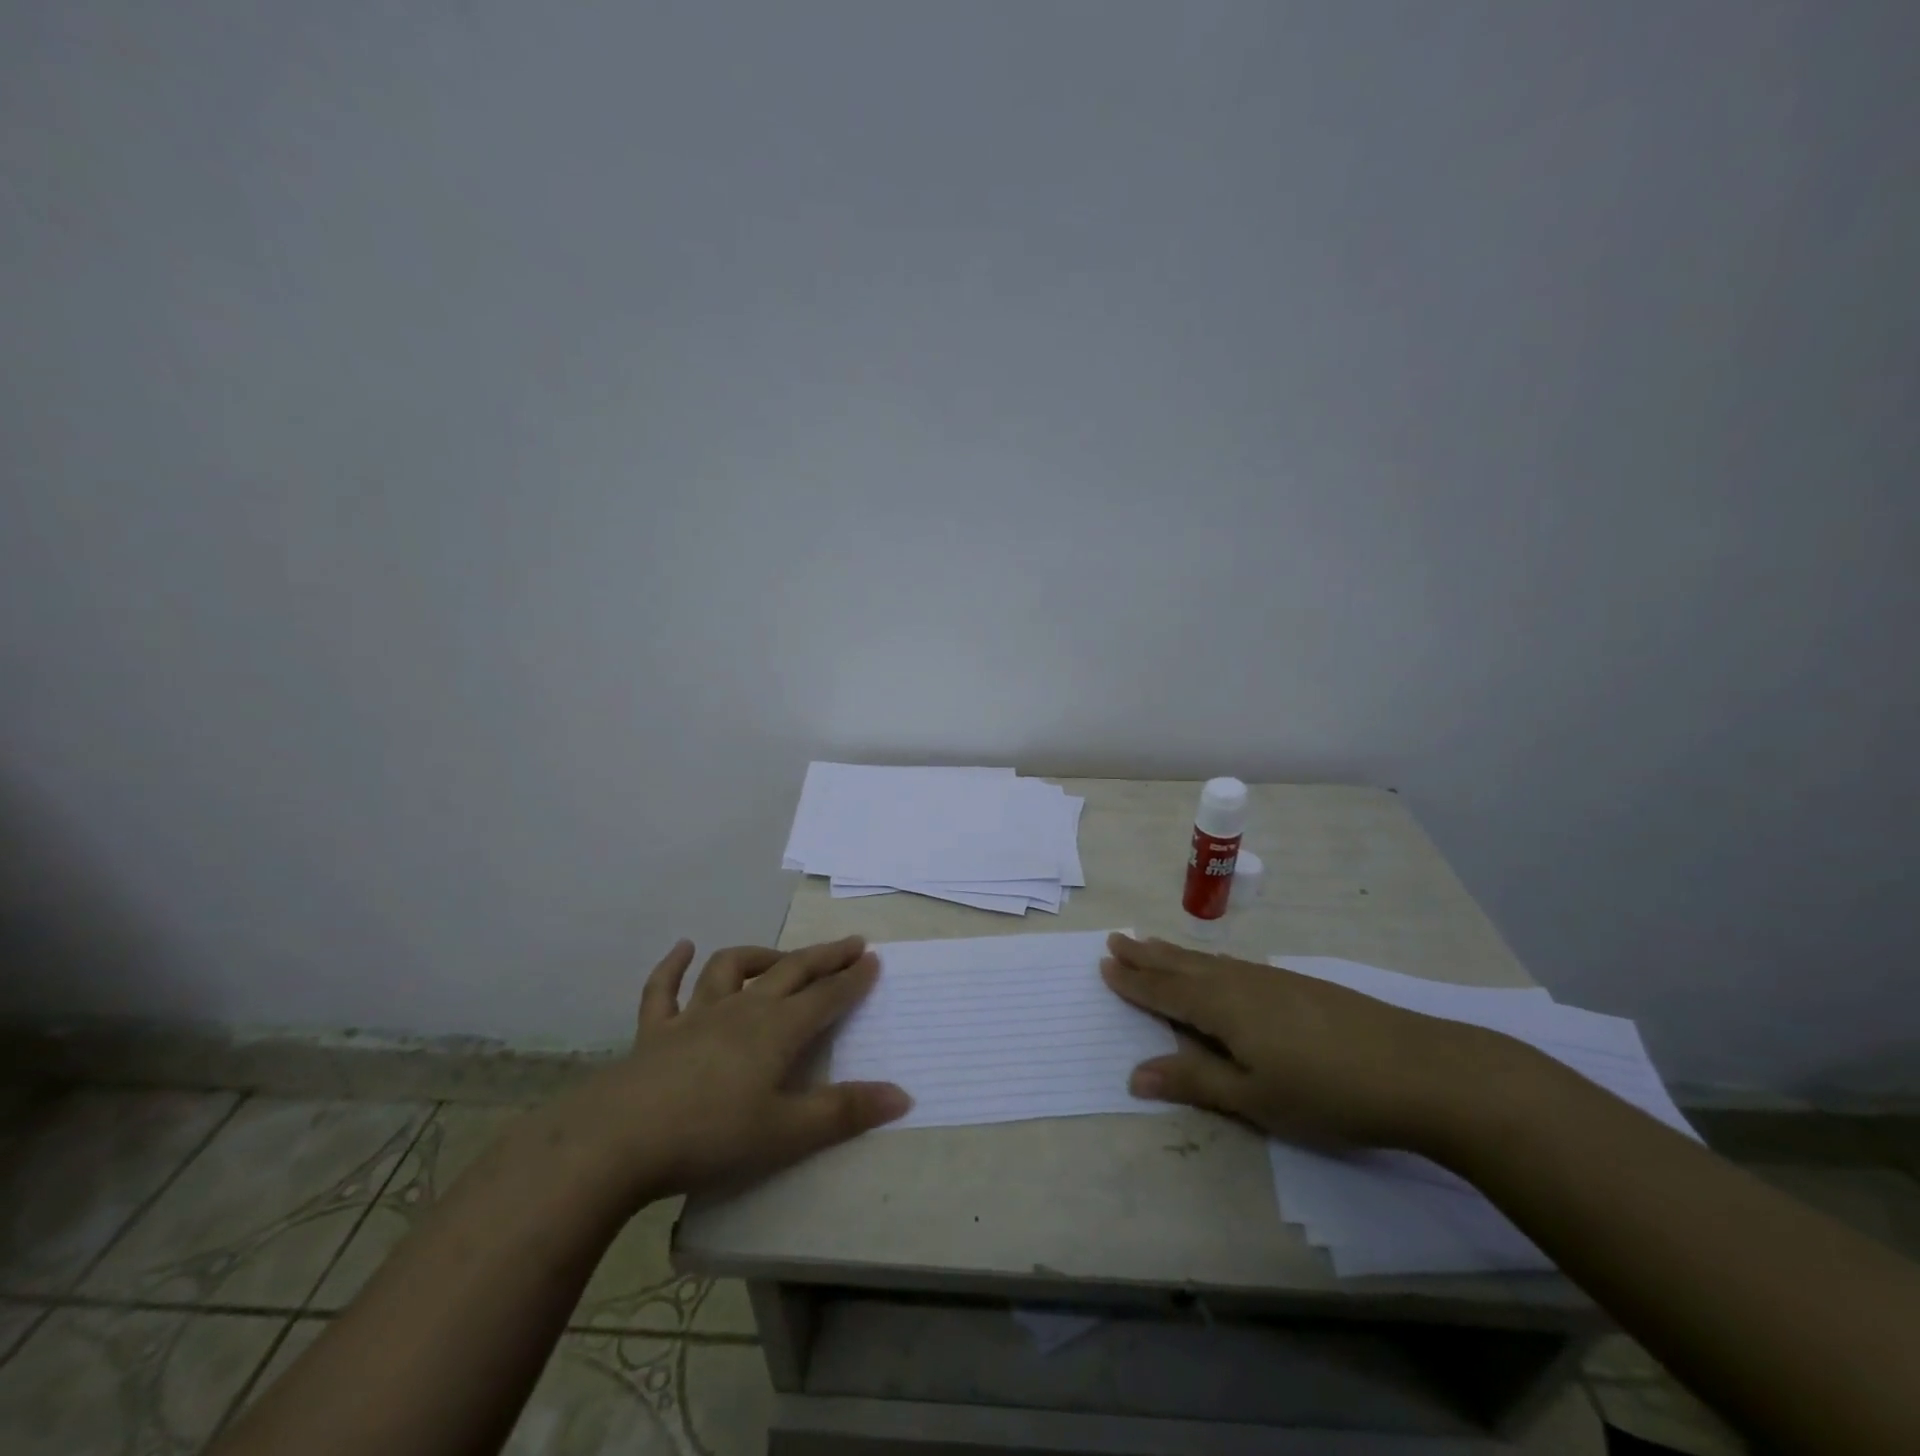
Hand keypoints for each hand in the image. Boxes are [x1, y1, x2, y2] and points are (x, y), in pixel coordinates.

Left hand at [557, 936, 910, 1201]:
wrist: (618, 1141)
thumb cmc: (711, 1137)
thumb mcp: (786, 1133)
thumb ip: (844, 1112)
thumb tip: (902, 1095)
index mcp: (777, 1030)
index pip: (826, 997)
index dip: (853, 978)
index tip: (874, 959)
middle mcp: (742, 1010)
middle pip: (791, 971)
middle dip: (824, 957)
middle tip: (851, 943)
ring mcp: (695, 1016)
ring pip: (731, 969)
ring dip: (759, 956)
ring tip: (779, 957)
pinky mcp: (655, 1031)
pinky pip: (664, 990)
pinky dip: (673, 966)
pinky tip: (682, 948)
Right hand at [1100, 933, 1519, 1153]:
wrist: (1419, 1070)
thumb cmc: (1327, 1091)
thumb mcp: (1254, 1098)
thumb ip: (1194, 1081)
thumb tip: (1134, 1075)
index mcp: (1222, 1007)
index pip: (1165, 991)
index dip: (1134, 981)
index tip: (1104, 963)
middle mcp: (1240, 982)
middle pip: (1183, 965)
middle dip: (1147, 955)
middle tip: (1116, 938)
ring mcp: (1272, 980)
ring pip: (1209, 961)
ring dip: (1174, 953)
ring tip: (1152, 942)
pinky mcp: (1299, 985)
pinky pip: (1233, 965)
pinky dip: (1208, 961)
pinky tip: (1216, 967)